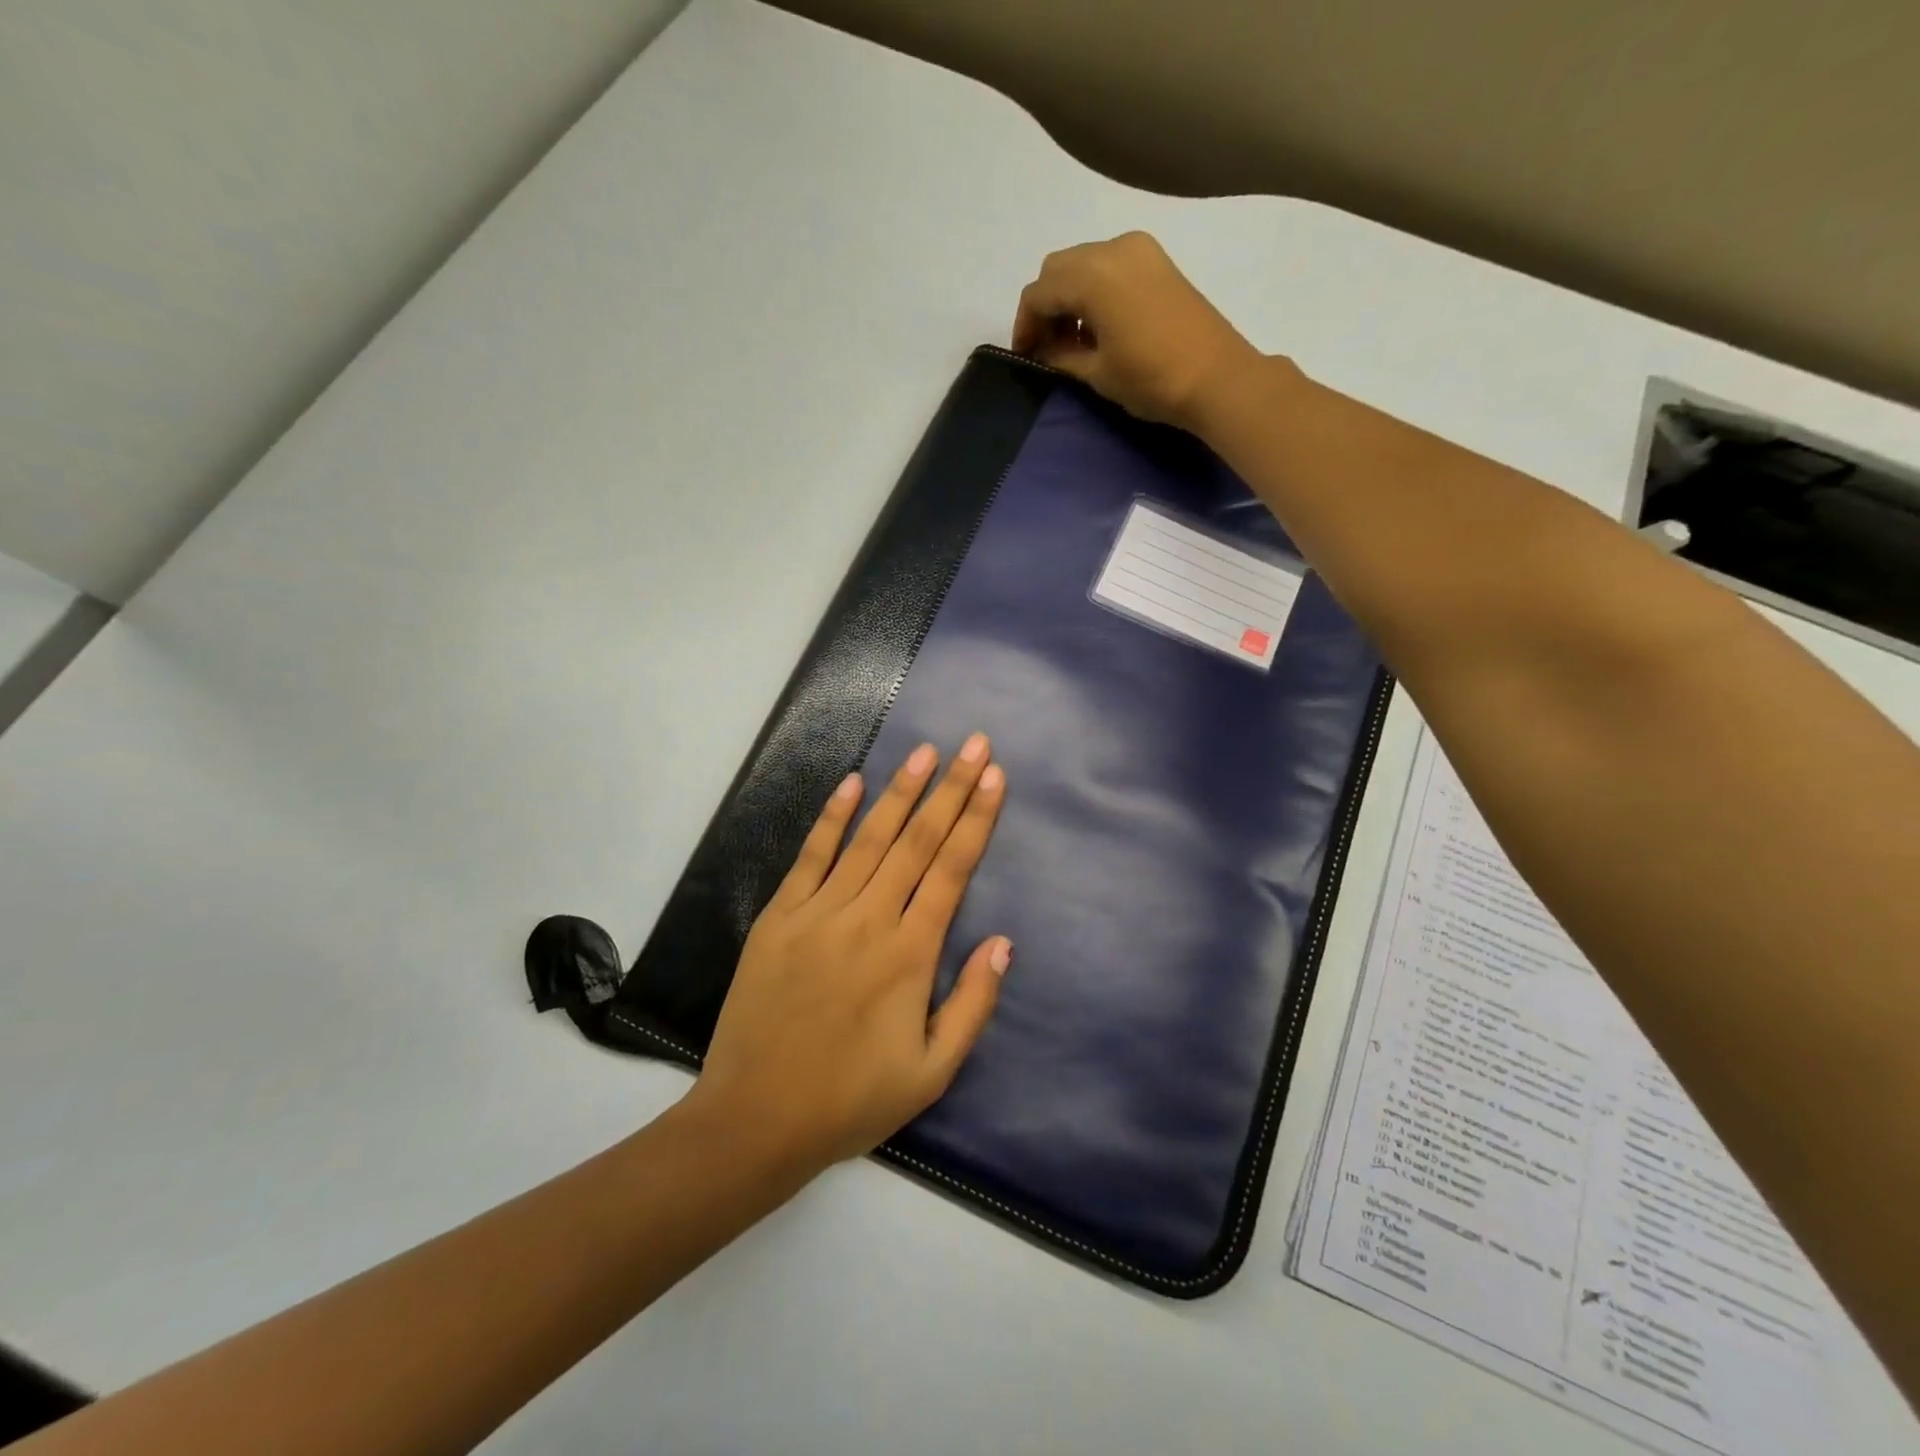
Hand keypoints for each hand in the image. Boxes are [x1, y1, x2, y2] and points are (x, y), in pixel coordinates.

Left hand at [685, 736, 1009, 1173]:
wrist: (755, 1120)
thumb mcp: (932, 1072)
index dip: (976, 819)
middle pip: (918, 841)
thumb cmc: (851, 1100)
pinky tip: (851, 783)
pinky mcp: (779, 917)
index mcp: (910, 955)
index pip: (952, 869)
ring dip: (900, 791)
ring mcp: (819, 913)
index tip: (994, 776)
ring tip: (925, 752)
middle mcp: (868, 920)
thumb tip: (1003, 942)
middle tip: (974, 743)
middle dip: (951, 788)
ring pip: (869, 838)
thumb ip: (973, 1004)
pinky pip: (811, 856)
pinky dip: (832, 817)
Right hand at [1011, 231, 1262, 431]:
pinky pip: (1110, 265)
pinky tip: (1099, 326)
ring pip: (1084, 263)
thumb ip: (1061, 356)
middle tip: (1046, 346)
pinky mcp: (1157, 261)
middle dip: (1046, 306)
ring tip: (1073, 340)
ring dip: (1069, 296)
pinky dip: (1094, 289)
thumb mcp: (1096, 373)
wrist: (1217, 377)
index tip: (1025, 355)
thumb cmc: (1151, 379)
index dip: (1024, 326)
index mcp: (1091, 276)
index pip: (1039, 293)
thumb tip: (1044, 351)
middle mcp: (1112, 249)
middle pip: (1059, 269)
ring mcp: (1139, 249)